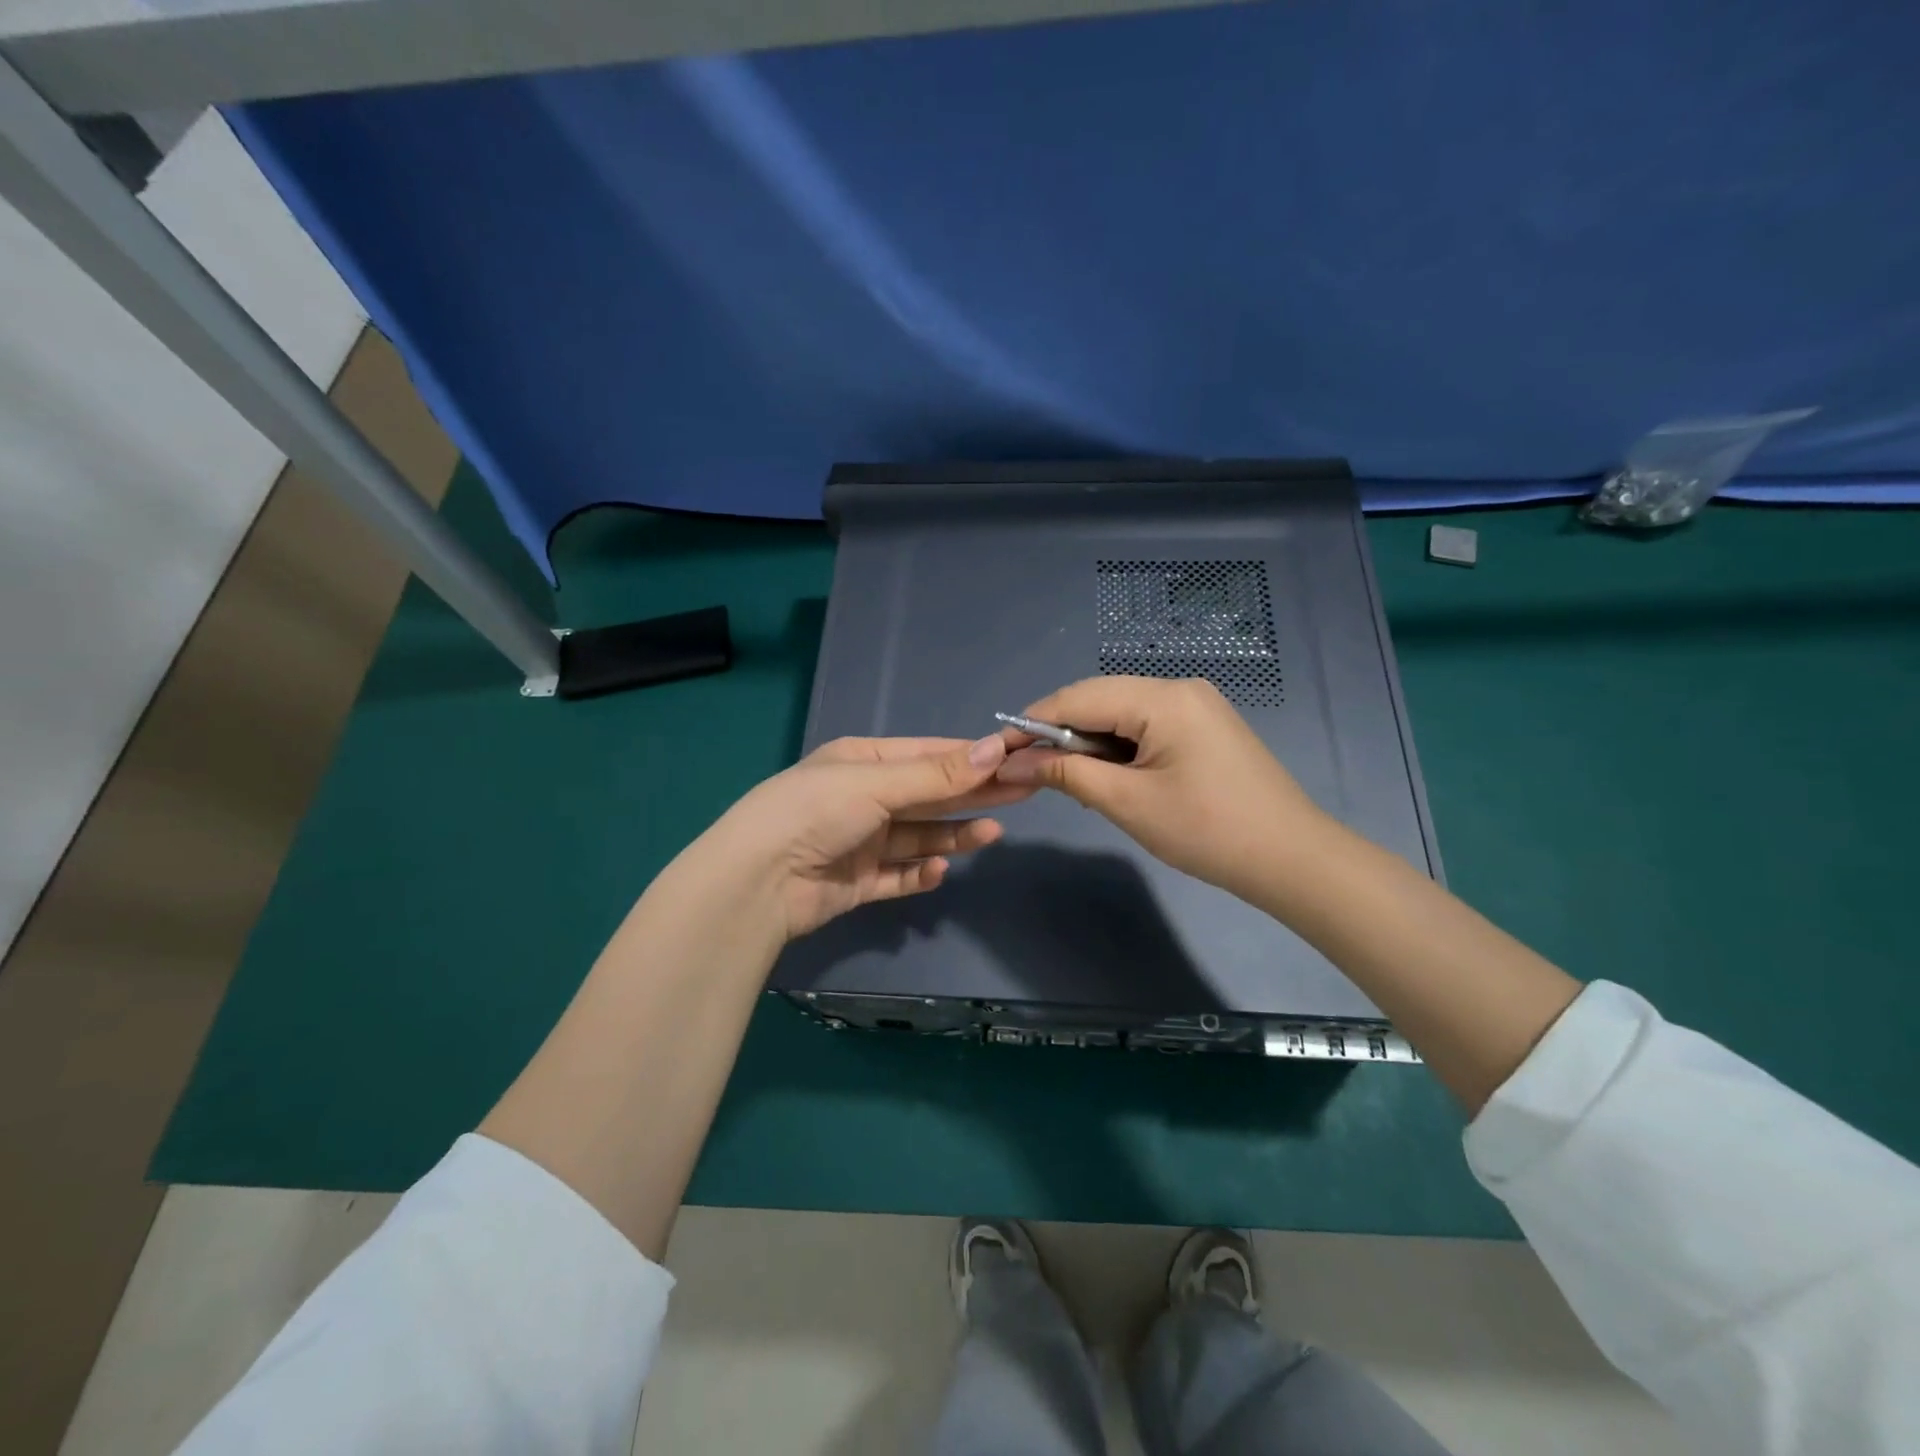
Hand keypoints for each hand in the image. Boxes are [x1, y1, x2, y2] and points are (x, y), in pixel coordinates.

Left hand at [697, 734, 1032, 941]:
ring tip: (992, 835)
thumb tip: (996, 748)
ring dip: (953, 835)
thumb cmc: (816, 812)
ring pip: (919, 836)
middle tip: (1023, 792)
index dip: (971, 757)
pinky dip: (920, 873)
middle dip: (973, 794)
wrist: (757, 881)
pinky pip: (899, 875)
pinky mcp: (857, 882)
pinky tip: (939, 870)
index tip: (1014, 759)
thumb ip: (938, 774)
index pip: (928, 755)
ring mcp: (860, 842)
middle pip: (930, 795)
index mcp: (862, 762)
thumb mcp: (877, 783)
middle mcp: (863, 798)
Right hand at [995, 676, 1330, 903]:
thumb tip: (1012, 763)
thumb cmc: (1208, 831)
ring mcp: (1196, 706)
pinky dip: (1117, 749)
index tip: (997, 751)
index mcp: (1163, 698)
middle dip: (1059, 733)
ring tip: (1066, 781)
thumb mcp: (1128, 803)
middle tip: (1028, 771)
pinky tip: (1106, 778)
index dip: (1032, 722)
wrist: (1292, 860)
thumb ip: (1066, 774)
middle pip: (1099, 699)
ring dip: (1088, 743)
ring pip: (1120, 713)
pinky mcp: (1204, 727)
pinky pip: (1145, 726)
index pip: (1078, 697)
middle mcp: (1179, 688)